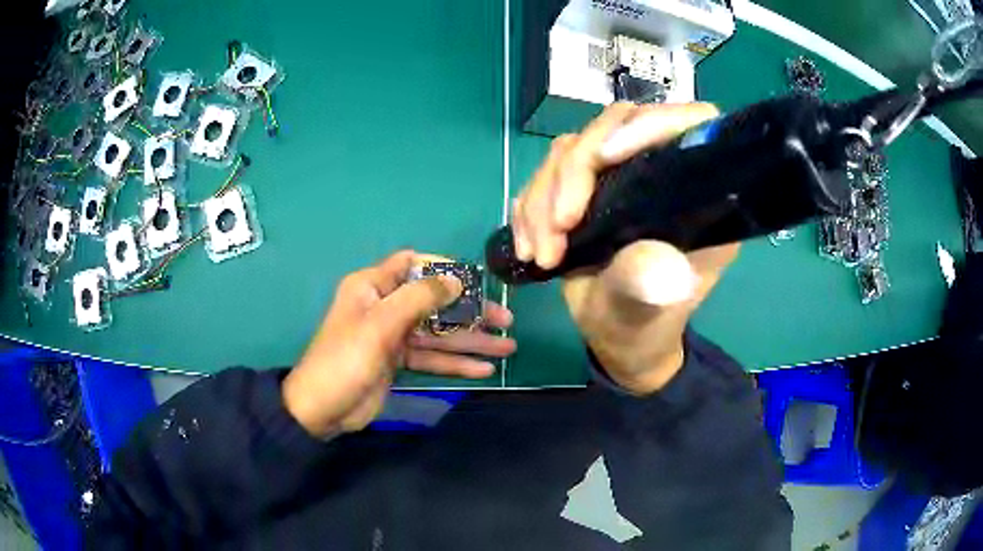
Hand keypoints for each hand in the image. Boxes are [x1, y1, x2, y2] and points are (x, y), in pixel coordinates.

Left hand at [283, 251, 515, 436]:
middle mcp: (385, 306)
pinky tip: (483, 370)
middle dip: (470, 312)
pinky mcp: (398, 362)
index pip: (413, 264)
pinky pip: (431, 357)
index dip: (445, 268)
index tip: (477, 280)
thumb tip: (455, 280)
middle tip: (506, 320)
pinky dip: (455, 363)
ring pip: (438, 333)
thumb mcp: (380, 325)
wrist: (321, 409)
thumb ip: (419, 299)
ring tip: (507, 348)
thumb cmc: (345, 360)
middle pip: (435, 302)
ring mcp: (393, 335)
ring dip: (470, 341)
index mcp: (373, 286)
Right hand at [511, 103, 737, 393]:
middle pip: (615, 125)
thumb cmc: (644, 324)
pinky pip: (547, 172)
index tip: (604, 158)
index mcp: (696, 197)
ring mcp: (619, 176)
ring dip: (542, 197)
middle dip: (574, 174)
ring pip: (571, 148)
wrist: (617, 336)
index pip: (689, 126)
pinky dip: (528, 206)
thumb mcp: (646, 311)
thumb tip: (648, 258)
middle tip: (558, 228)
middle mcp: (660, 173)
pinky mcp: (585, 187)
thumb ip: (646, 284)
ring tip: (541, 253)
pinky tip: (529, 246)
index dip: (650, 125)